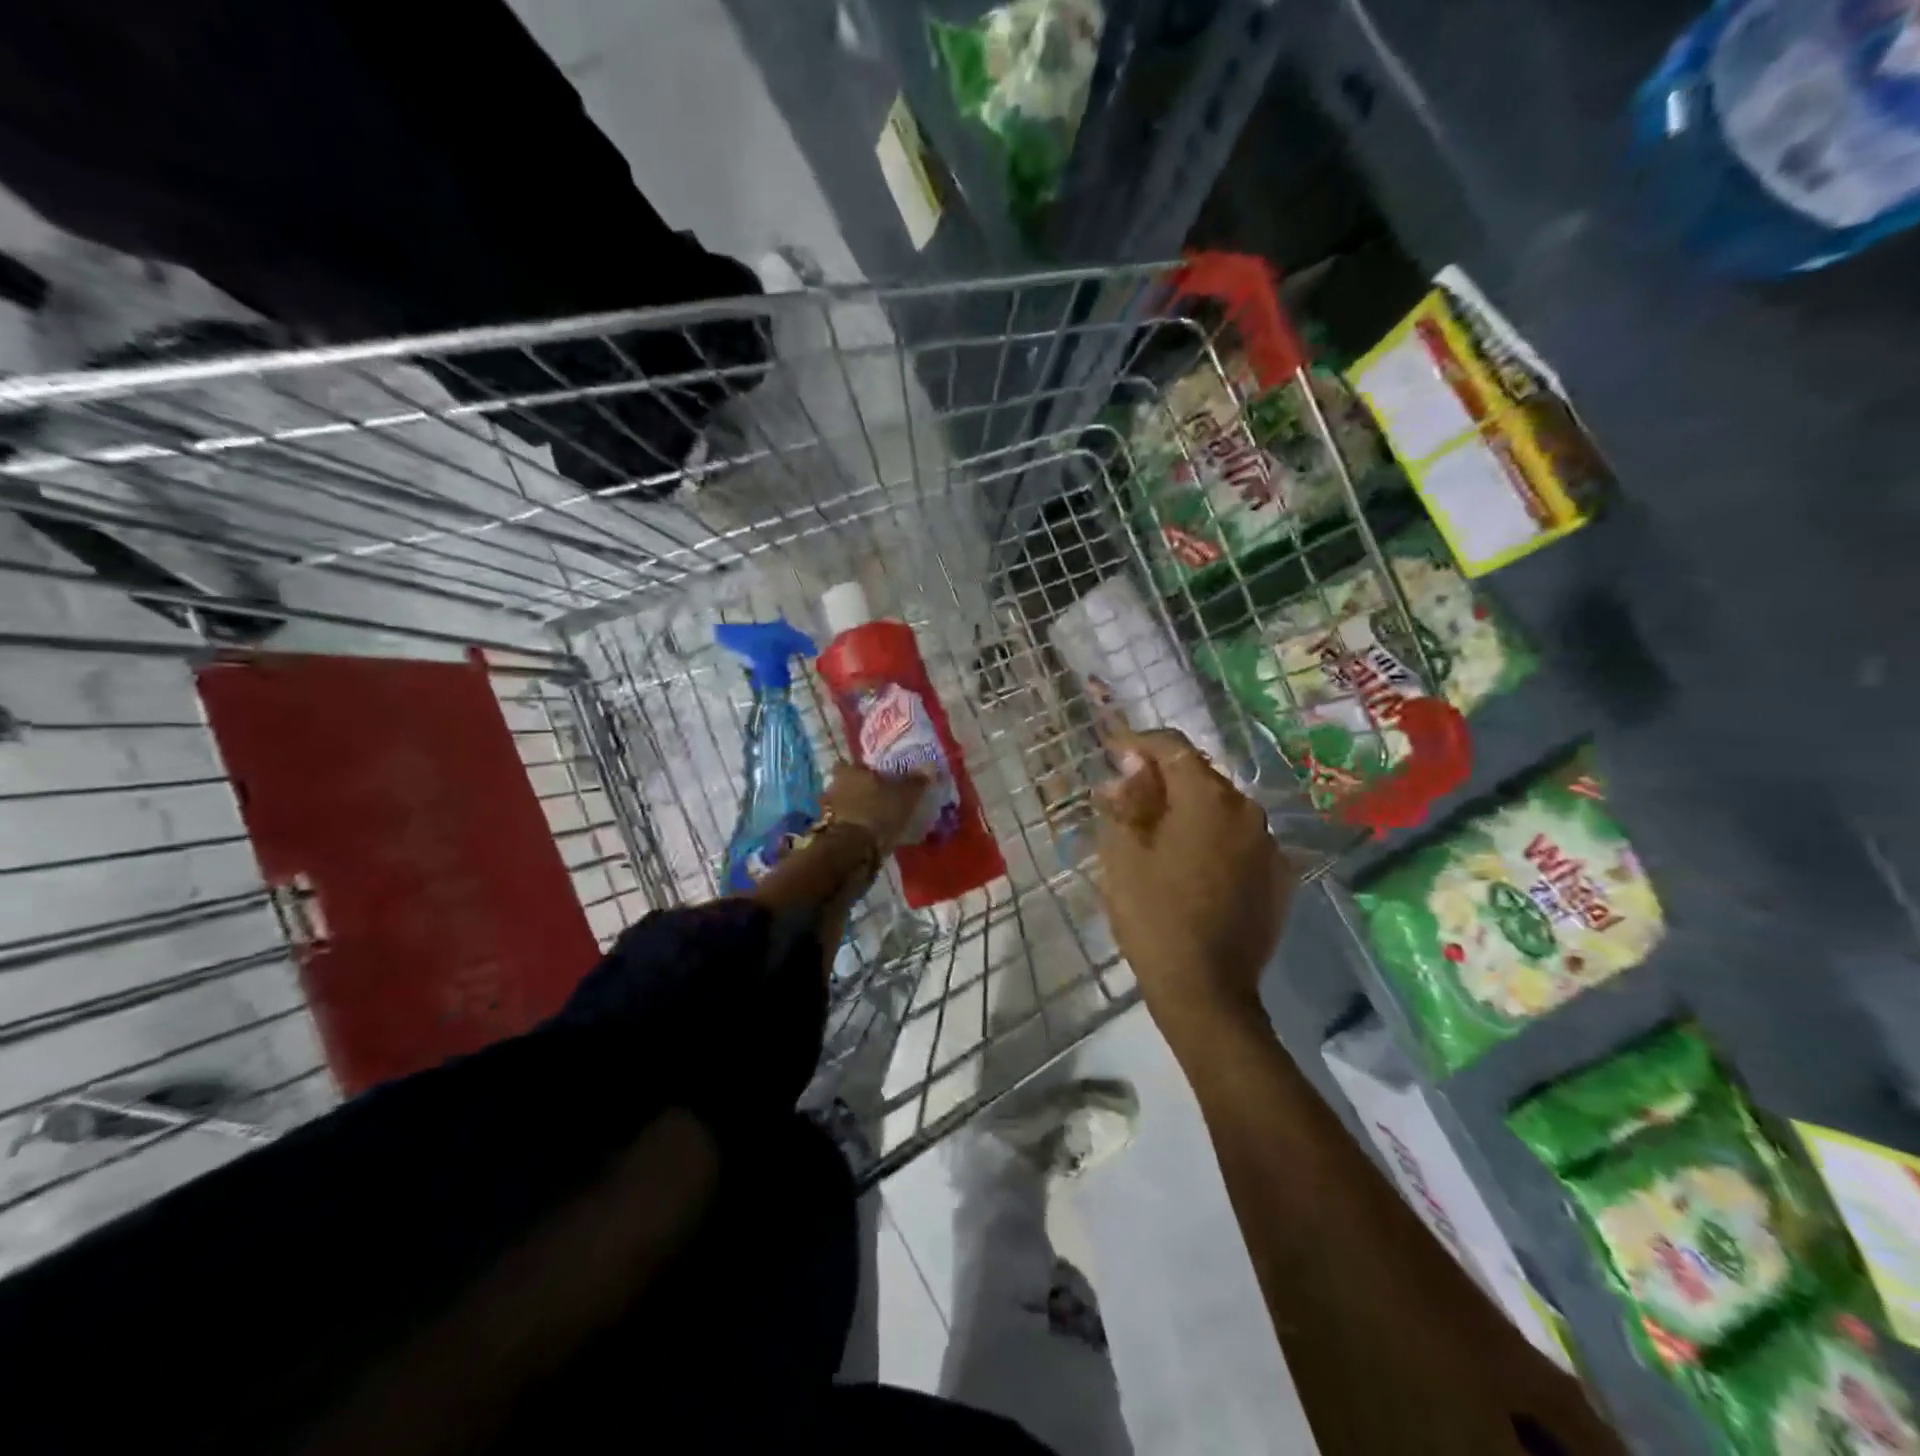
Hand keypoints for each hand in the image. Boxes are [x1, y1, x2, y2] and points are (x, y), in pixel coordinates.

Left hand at [822, 762, 928, 855]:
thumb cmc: (878, 812)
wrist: (852, 850)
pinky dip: (853, 828)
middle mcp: (833, 787)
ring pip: (844, 805)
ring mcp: (827, 811)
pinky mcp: (828, 833)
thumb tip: (928, 767)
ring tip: (875, 818)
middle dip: (860, 791)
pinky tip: (868, 834)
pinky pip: (842, 824)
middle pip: (847, 785)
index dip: (863, 770)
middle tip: (879, 798)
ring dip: (855, 810)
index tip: (877, 777)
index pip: (851, 763)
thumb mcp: (905, 796)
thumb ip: (916, 782)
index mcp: (849, 771)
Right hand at [1094, 729, 1296, 1038]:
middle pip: (1200, 776)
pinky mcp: (1280, 877)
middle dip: (1162, 776)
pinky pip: (1240, 840)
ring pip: (1222, 809)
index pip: (1173, 748)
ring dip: (1189, 808)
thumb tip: (1131, 770)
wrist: (1207, 991)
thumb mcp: (1123, 855)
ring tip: (1157, 829)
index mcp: (1208, 799)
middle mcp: (1248, 811)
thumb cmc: (1153, 917)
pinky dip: (1213, 838)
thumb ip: (1127, 802)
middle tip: (1128, 792)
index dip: (1139, 742)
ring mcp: (1270, 845)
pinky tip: (1192, 862)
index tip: (1113, 748)